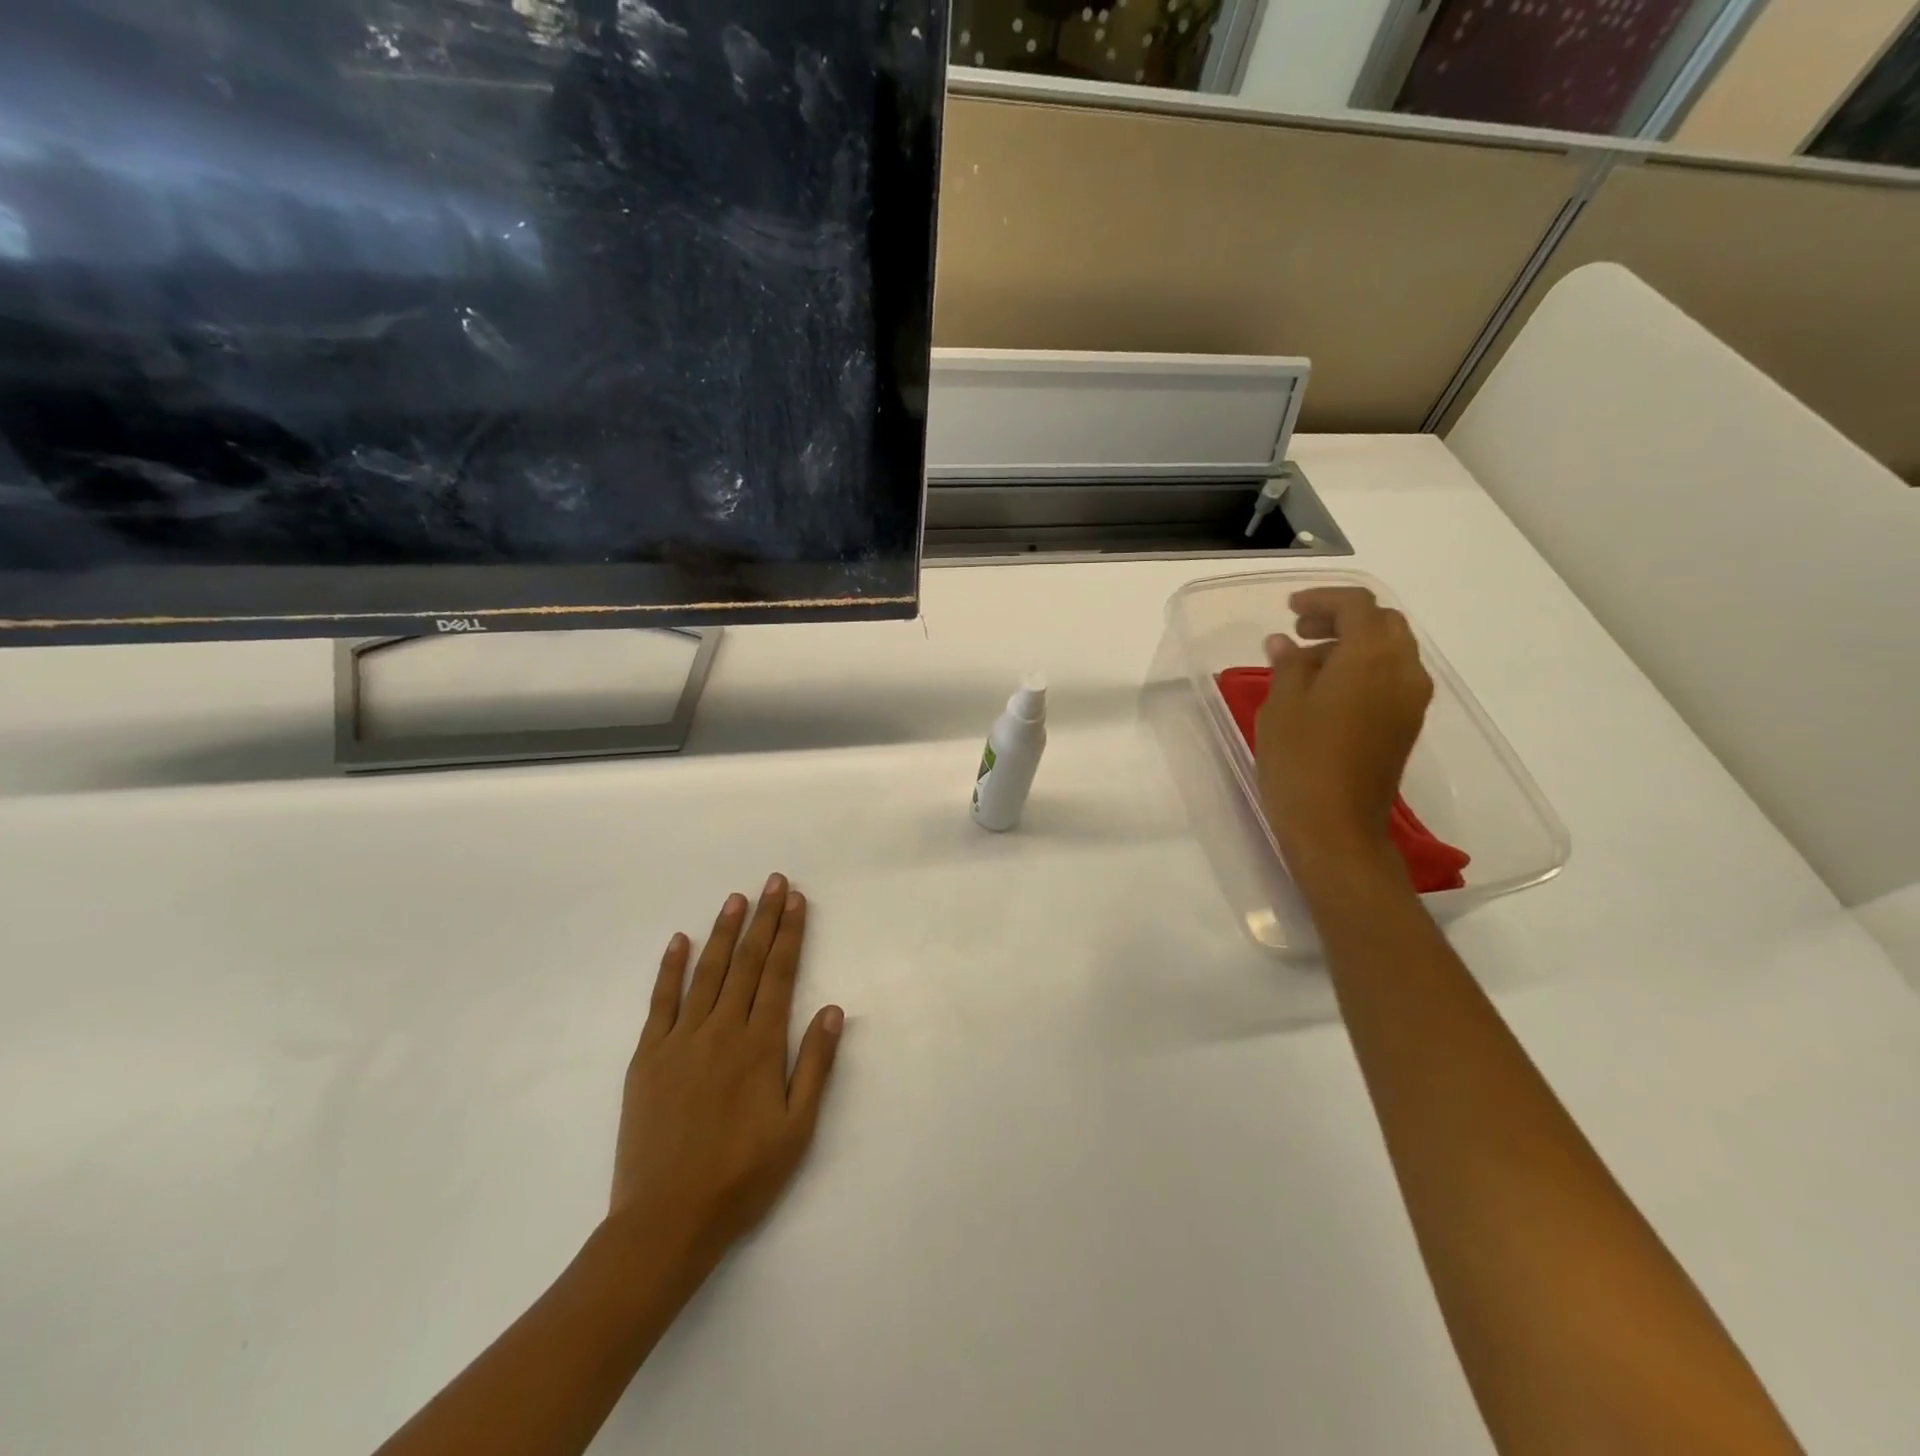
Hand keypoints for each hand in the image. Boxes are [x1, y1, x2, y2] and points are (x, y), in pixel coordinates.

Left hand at [609, 875, 844, 1269]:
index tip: (797, 900)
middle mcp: (722, 1030)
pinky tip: (680, 941)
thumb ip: (815, 1064)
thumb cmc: (741, 1177)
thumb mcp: (796, 1128)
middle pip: (748, 963)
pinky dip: (671, 968)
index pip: (780, 974)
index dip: (791, 934)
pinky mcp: (648, 1057)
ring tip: (737, 899)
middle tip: (773, 881)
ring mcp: (680, 1040)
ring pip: (708, 972)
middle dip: (764, 919)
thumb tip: (832, 1009)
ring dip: (725, 932)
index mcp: (760, 1045)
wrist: (665, 1221)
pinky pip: (661, 1001)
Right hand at [1256, 587, 1432, 887]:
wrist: (1336, 828)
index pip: (1357, 605)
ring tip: (1308, 663)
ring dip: (1354, 643)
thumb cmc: (1300, 761)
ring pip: (1392, 650)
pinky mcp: (1407, 725)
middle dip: (1343, 617)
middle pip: (1383, 623)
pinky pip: (1392, 677)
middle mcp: (1403, 670)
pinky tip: (1328, 690)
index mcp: (1371, 656)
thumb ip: (1288, 665)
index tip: (1289, 609)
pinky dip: (1364, 668)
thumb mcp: (1281, 706)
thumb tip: (1287, 643)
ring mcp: (1411, 700)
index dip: (1323, 599)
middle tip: (1300, 632)